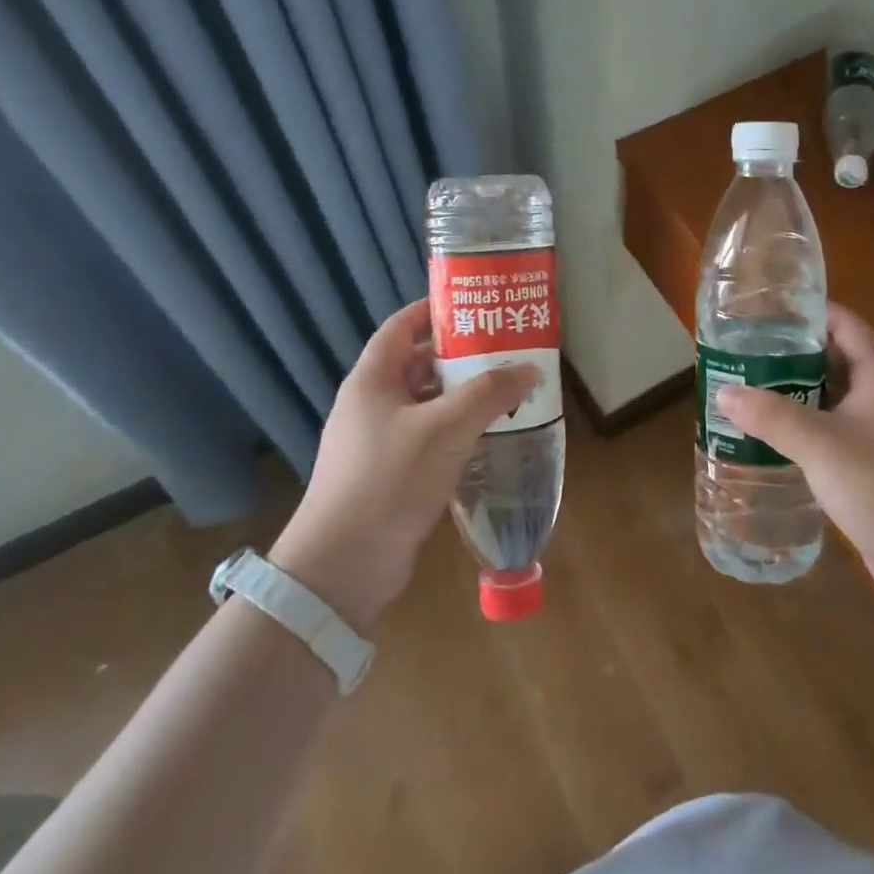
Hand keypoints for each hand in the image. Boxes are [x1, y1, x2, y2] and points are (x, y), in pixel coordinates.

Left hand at [269, 300, 536, 632]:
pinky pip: (428, 438)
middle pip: (418, 365)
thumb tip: (529, 368)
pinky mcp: (389, 474)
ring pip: (426, 404)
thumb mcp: (445, 429)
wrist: (343, 566)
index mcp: (372, 380)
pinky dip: (456, 431)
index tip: (476, 306)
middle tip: (505, 350)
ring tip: (507, 391)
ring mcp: (378, 441)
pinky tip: (489, 436)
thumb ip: (489, 394)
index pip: (402, 326)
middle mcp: (371, 404)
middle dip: (460, 356)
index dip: (435, 311)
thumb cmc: (389, 480)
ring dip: (463, 397)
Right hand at [716, 304, 873, 609]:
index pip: (845, 325)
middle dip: (791, 354)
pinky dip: (802, 429)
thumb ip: (772, 416)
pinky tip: (770, 439)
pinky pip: (830, 435)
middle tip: (743, 352)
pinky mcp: (870, 468)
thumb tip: (723, 392)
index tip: (768, 310)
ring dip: (794, 393)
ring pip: (830, 400)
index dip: (811, 311)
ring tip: (747, 391)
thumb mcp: (823, 445)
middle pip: (833, 360)